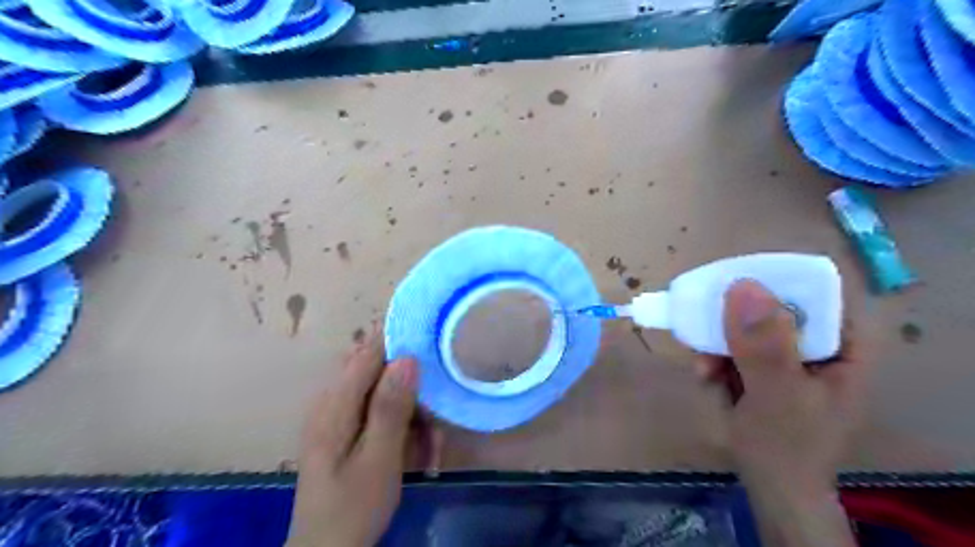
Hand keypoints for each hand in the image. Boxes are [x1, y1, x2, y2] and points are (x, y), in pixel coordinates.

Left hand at [287, 332, 441, 546]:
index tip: (432, 339)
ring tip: (432, 446)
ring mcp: (340, 417)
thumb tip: (407, 358)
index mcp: (334, 405)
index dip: (399, 340)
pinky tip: (418, 452)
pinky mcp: (349, 431)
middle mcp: (333, 403)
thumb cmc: (353, 508)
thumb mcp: (379, 460)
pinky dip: (404, 427)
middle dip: (413, 388)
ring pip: (385, 393)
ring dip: (413, 413)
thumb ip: (390, 408)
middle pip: (379, 372)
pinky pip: (382, 413)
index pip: (368, 352)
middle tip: (436, 420)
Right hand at [696, 278, 872, 491]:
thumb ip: (763, 344)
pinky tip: (704, 377)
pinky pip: (733, 347)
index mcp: (843, 346)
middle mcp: (817, 344)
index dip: (776, 281)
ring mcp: (788, 357)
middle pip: (774, 307)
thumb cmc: (786, 446)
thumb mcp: (776, 394)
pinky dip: (715, 360)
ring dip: (717, 344)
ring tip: (702, 368)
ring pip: (746, 327)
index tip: (734, 284)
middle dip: (733, 323)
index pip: (817, 292)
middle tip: (706, 330)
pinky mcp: (763, 369)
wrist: (772, 489)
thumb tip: (743, 285)